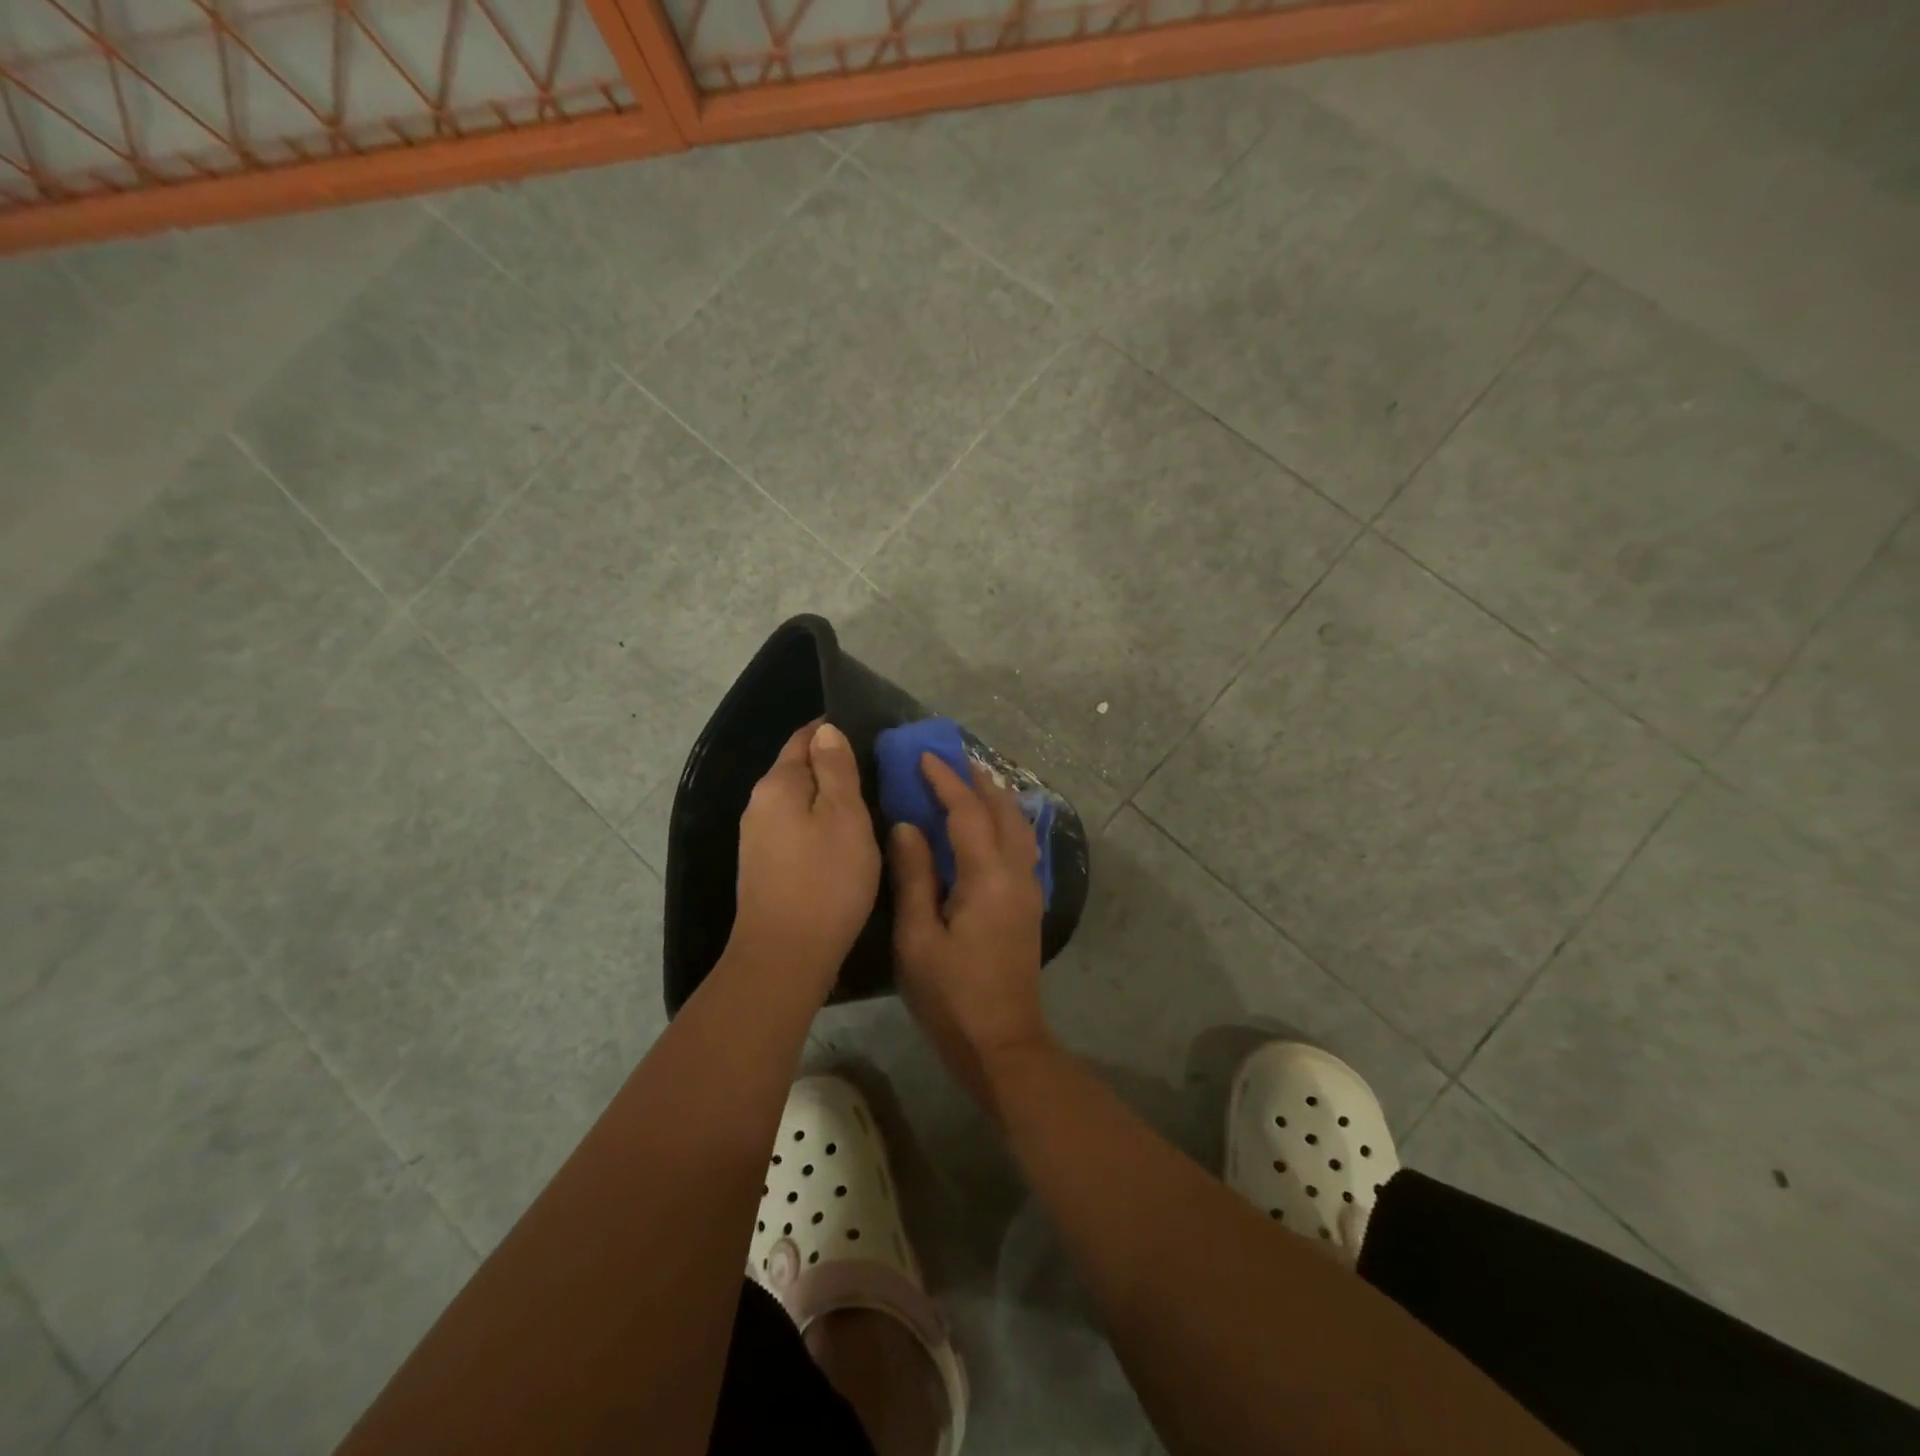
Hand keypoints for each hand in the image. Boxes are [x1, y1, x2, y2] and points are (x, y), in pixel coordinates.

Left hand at [731, 721, 880, 994]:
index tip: (872, 735)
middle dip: (834, 765)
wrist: (785, 956)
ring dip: (829, 799)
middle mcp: (759, 805)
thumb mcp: (845, 816)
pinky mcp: (765, 867)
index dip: (835, 731)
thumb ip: (836, 769)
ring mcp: (758, 839)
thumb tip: (826, 731)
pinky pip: (796, 830)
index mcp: (777, 784)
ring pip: (799, 802)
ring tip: (869, 805)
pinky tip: (844, 841)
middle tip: (878, 772)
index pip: (804, 738)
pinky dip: (820, 825)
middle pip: (799, 770)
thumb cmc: (825, 880)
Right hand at [888, 753, 1050, 1102]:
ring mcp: (1029, 889)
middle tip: (950, 759)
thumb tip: (907, 825)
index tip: (924, 756)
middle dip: (977, 780)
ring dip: (996, 798)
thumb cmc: (951, 995)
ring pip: (1019, 826)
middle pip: (1003, 810)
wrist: (1002, 1042)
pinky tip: (990, 825)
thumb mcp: (918, 938)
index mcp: (987, 877)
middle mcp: (1016, 873)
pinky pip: (1022, 845)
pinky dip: (1006, 821)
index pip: (967, 812)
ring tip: (971, 781)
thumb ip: (914, 876)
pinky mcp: (1029, 904)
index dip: (946, 780)